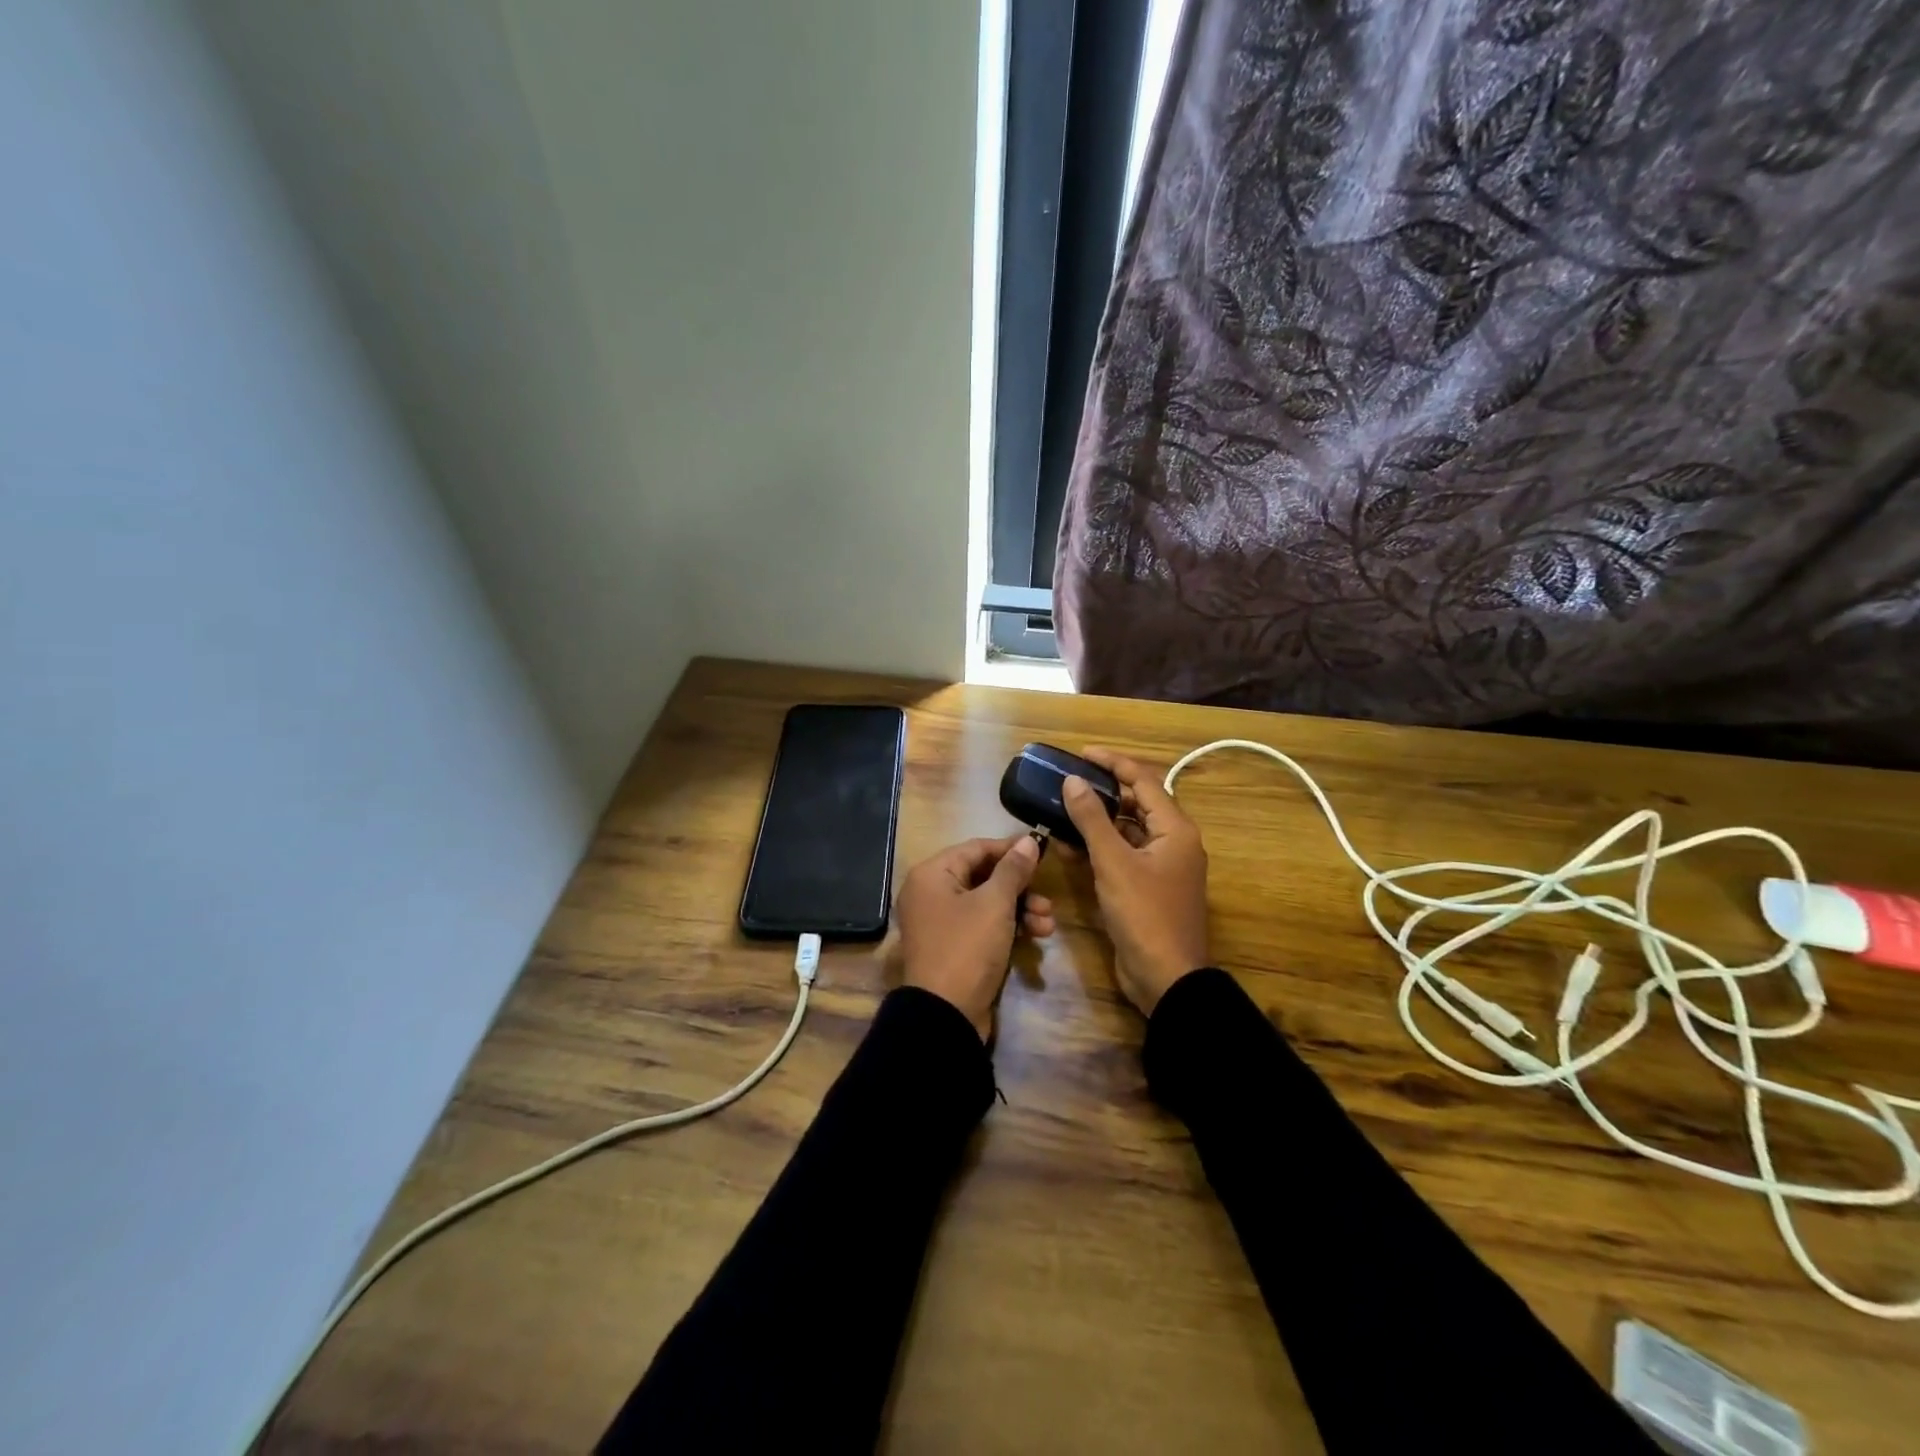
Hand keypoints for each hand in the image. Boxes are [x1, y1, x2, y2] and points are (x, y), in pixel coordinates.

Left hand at [895, 834, 1054, 1040]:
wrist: (945, 1016)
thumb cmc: (967, 948)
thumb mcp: (994, 904)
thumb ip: (1013, 870)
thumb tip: (1028, 840)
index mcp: (932, 875)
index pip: (976, 849)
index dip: (1010, 849)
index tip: (1042, 850)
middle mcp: (931, 893)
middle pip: (983, 877)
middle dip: (1020, 887)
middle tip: (1047, 898)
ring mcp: (941, 922)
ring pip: (987, 903)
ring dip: (1020, 909)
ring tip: (1047, 924)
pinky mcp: (953, 947)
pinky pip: (983, 926)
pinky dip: (1008, 927)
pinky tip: (1035, 937)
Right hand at [1062, 748, 1210, 1015]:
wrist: (1165, 978)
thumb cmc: (1144, 914)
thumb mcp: (1113, 863)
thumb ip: (1092, 819)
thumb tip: (1073, 780)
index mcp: (1175, 829)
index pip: (1143, 780)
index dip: (1112, 763)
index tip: (1081, 753)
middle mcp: (1172, 842)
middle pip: (1137, 803)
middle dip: (1104, 790)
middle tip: (1069, 779)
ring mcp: (1161, 867)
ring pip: (1128, 830)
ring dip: (1099, 819)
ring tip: (1064, 807)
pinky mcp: (1147, 888)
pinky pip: (1123, 855)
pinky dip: (1100, 847)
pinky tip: (1069, 845)